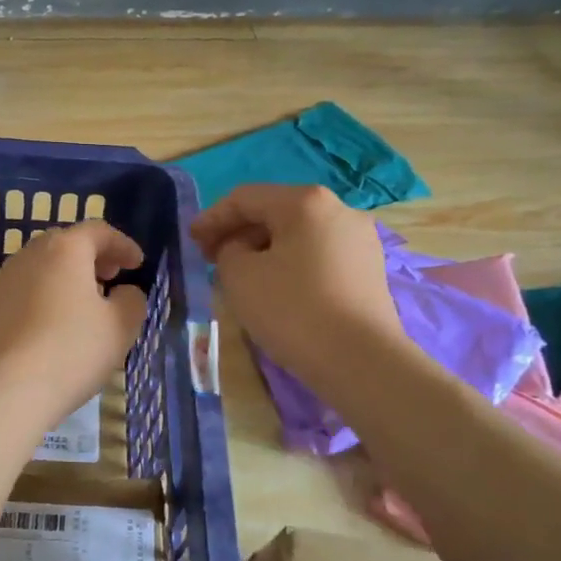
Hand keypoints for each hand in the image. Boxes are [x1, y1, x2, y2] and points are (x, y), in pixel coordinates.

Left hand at [0, 220, 149, 437]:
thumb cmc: (69, 352)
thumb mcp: (120, 328)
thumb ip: (132, 301)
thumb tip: (124, 292)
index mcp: (64, 250)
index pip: (98, 231)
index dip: (122, 245)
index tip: (137, 265)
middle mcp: (27, 256)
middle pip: (64, 245)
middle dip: (91, 259)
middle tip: (109, 280)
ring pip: (39, 270)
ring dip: (63, 280)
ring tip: (81, 309)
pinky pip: (20, 295)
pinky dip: (40, 301)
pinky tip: (48, 332)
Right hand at [191, 184, 403, 394]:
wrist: (362, 362)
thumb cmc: (293, 310)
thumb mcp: (239, 276)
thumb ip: (229, 250)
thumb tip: (243, 250)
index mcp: (306, 201)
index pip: (246, 198)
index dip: (212, 218)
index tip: (191, 241)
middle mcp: (339, 210)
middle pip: (275, 212)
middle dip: (239, 233)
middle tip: (212, 258)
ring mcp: (360, 240)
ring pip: (298, 235)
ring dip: (265, 250)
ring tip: (241, 276)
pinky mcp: (369, 269)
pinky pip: (319, 255)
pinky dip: (291, 264)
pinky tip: (277, 288)